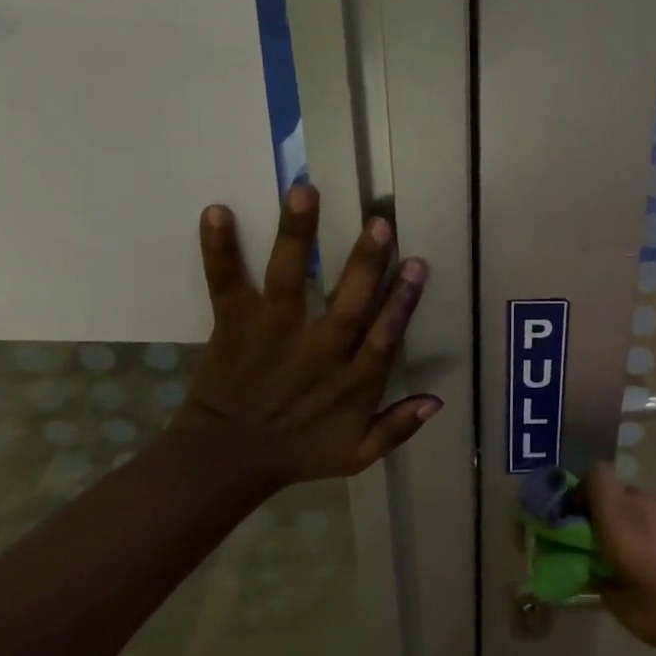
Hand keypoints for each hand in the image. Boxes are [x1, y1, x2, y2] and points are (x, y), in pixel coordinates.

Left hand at [173, 184, 439, 489]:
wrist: (224, 462)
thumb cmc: (297, 453)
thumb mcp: (357, 455)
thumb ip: (398, 427)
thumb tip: (438, 400)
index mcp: (352, 380)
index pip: (384, 335)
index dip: (403, 301)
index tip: (418, 265)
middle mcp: (317, 350)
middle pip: (347, 302)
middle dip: (366, 262)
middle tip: (381, 222)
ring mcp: (273, 334)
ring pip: (289, 281)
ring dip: (297, 237)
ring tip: (305, 193)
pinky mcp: (233, 325)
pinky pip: (226, 284)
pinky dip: (219, 249)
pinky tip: (217, 210)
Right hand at [586, 466, 655, 655]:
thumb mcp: (636, 617)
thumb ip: (607, 589)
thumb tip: (597, 573)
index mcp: (623, 523)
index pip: (595, 476)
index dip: (581, 490)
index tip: (578, 520)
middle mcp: (649, 502)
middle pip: (619, 493)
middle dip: (609, 516)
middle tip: (615, 553)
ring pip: (648, 505)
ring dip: (642, 525)